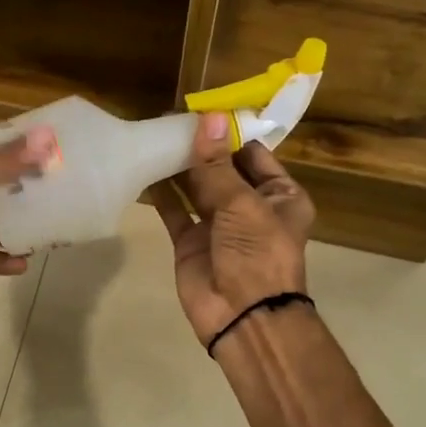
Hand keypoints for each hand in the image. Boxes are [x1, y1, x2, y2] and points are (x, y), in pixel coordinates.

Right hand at [153, 115, 315, 348]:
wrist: (242, 317)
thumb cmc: (257, 255)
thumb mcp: (242, 205)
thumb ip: (218, 165)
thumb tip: (208, 118)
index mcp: (280, 196)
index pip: (253, 154)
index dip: (229, 133)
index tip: (201, 109)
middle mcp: (251, 206)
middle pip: (223, 168)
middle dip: (201, 146)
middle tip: (170, 117)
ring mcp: (218, 225)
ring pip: (197, 187)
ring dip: (180, 166)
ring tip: (154, 135)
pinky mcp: (191, 241)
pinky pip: (175, 211)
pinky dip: (162, 193)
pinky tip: (145, 169)